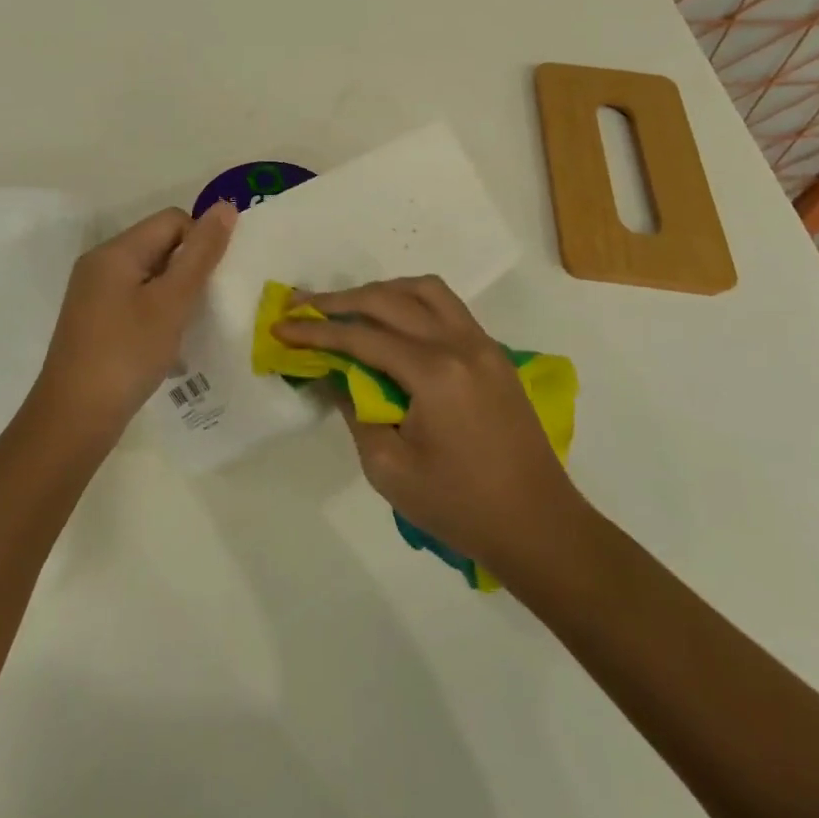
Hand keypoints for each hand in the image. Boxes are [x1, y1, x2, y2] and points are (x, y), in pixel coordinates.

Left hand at [24, 203, 236, 452]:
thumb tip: (226, 207)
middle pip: (159, 244)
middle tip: (205, 305)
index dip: (200, 242)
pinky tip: (167, 342)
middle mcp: (100, 264)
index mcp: (115, 251)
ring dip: (176, 293)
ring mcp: (95, 294)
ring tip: (189, 325)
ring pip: (150, 275)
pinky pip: (137, 299)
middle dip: (189, 268)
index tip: (213, 282)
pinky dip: (158, 312)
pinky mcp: (96, 320)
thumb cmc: (127, 354)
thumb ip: (201, 254)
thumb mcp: (171, 302)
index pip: (172, 220)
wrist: (74, 418)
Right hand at [274, 275, 586, 576]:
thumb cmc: (459, 506)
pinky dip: (412, 302)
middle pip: (390, 300)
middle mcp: (460, 344)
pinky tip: (392, 323)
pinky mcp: (493, 355)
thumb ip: (355, 410)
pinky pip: (447, 307)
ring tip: (347, 308)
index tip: (280, 327)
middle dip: (340, 301)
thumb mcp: (389, 467)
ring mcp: (482, 345)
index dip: (316, 331)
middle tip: (302, 306)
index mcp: (434, 373)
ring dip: (381, 292)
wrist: (538, 526)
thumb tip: (334, 373)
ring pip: (425, 291)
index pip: (362, 336)